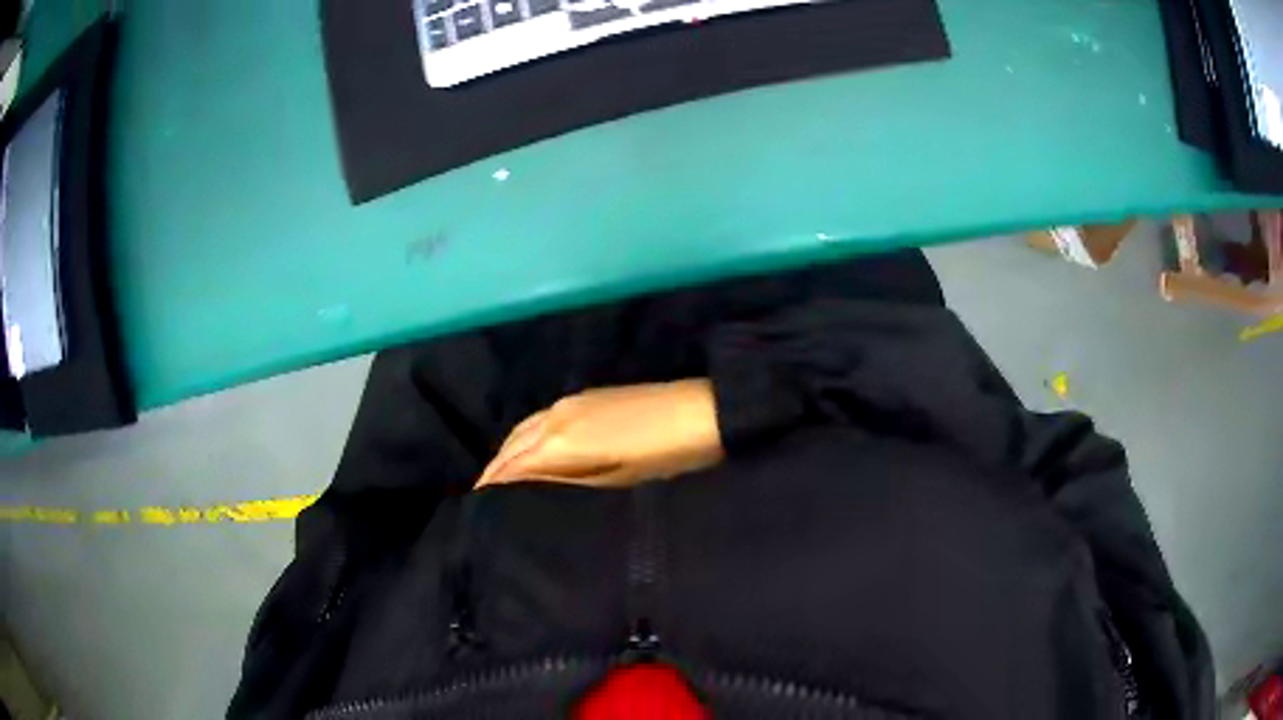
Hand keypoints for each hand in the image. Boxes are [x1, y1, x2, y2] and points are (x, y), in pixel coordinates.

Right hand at [475, 379, 723, 489]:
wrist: (700, 412)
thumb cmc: (662, 457)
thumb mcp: (613, 480)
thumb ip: (565, 480)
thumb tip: (526, 486)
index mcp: (559, 442)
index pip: (511, 465)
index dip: (493, 485)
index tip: (479, 505)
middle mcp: (554, 416)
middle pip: (512, 444)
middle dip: (495, 467)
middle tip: (484, 493)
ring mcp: (569, 401)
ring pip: (524, 427)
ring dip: (509, 449)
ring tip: (500, 474)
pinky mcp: (586, 394)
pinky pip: (541, 417)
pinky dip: (527, 435)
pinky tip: (532, 447)